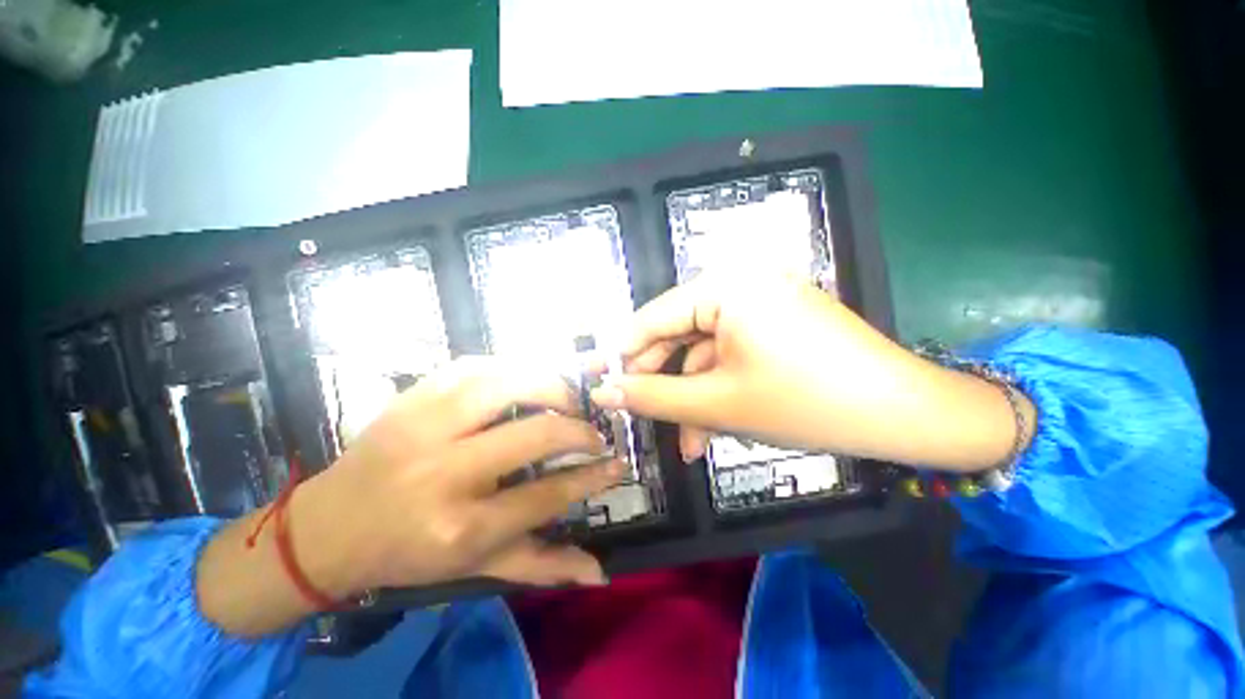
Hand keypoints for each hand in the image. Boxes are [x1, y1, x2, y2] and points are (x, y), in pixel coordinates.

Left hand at [199, 357, 624, 635]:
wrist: (326, 527)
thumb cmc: (406, 553)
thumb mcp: (473, 569)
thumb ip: (540, 565)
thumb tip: (599, 572)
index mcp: (460, 527)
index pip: (548, 495)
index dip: (593, 476)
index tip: (616, 463)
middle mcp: (444, 473)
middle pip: (536, 434)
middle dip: (580, 430)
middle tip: (593, 432)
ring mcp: (423, 427)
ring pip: (507, 385)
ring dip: (550, 386)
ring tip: (566, 398)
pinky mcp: (411, 398)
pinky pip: (473, 367)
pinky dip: (509, 367)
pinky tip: (524, 377)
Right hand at [592, 275, 1029, 469]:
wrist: (906, 416)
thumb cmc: (804, 403)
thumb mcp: (717, 403)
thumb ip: (652, 397)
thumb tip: (603, 391)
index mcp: (726, 285)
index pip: (654, 317)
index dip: (625, 354)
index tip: (602, 383)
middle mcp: (742, 283)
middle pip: (680, 335)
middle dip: (665, 383)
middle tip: (645, 418)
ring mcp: (763, 302)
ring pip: (707, 352)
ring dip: (695, 397)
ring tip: (690, 443)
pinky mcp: (777, 323)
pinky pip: (733, 354)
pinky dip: (721, 388)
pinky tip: (715, 426)